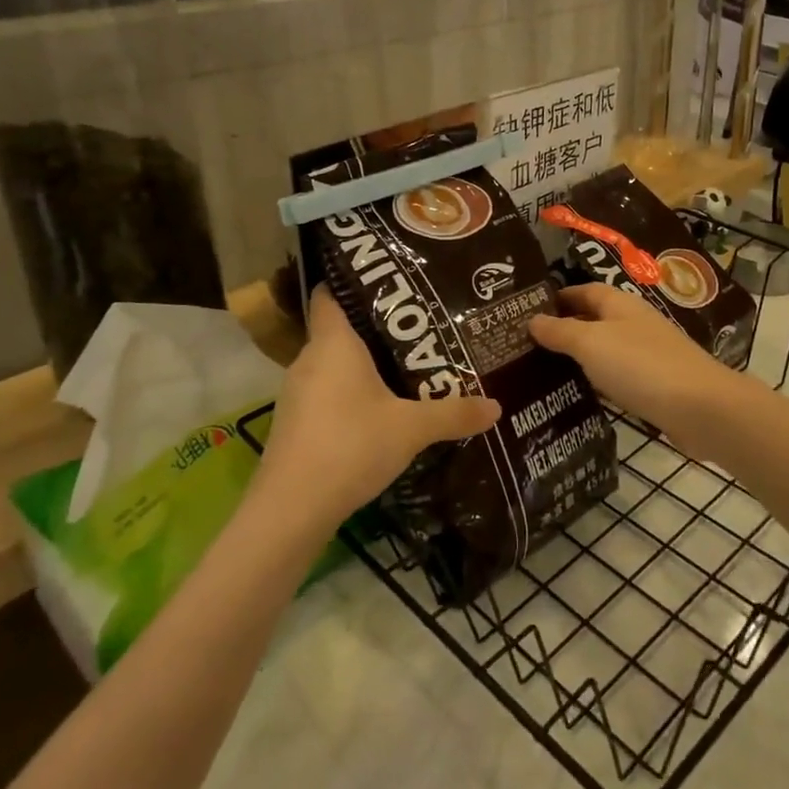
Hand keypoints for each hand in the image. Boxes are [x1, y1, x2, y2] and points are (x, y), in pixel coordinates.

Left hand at [252, 287, 500, 533]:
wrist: (291, 510)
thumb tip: (497, 406)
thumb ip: (454, 413)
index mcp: (333, 343)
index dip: (352, 280)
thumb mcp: (411, 429)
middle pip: (339, 328)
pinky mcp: (296, 422)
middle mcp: (309, 359)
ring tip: (407, 365)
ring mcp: (297, 392)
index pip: (329, 292)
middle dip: (376, 326)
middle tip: (418, 325)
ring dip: (364, 364)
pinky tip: (380, 409)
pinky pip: (327, 391)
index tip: (388, 278)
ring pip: (333, 363)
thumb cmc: (350, 446)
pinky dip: (351, 392)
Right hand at [529, 285, 752, 458]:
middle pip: (594, 319)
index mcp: (619, 304)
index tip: (526, 312)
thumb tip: (532, 319)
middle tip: (527, 346)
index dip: (557, 298)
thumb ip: (560, 332)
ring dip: (580, 357)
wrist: (700, 408)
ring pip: (606, 349)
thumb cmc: (640, 365)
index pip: (583, 291)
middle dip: (564, 328)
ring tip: (543, 371)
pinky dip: (599, 380)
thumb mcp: (591, 343)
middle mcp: (634, 323)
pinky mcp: (656, 384)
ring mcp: (648, 353)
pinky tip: (581, 394)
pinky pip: (619, 376)